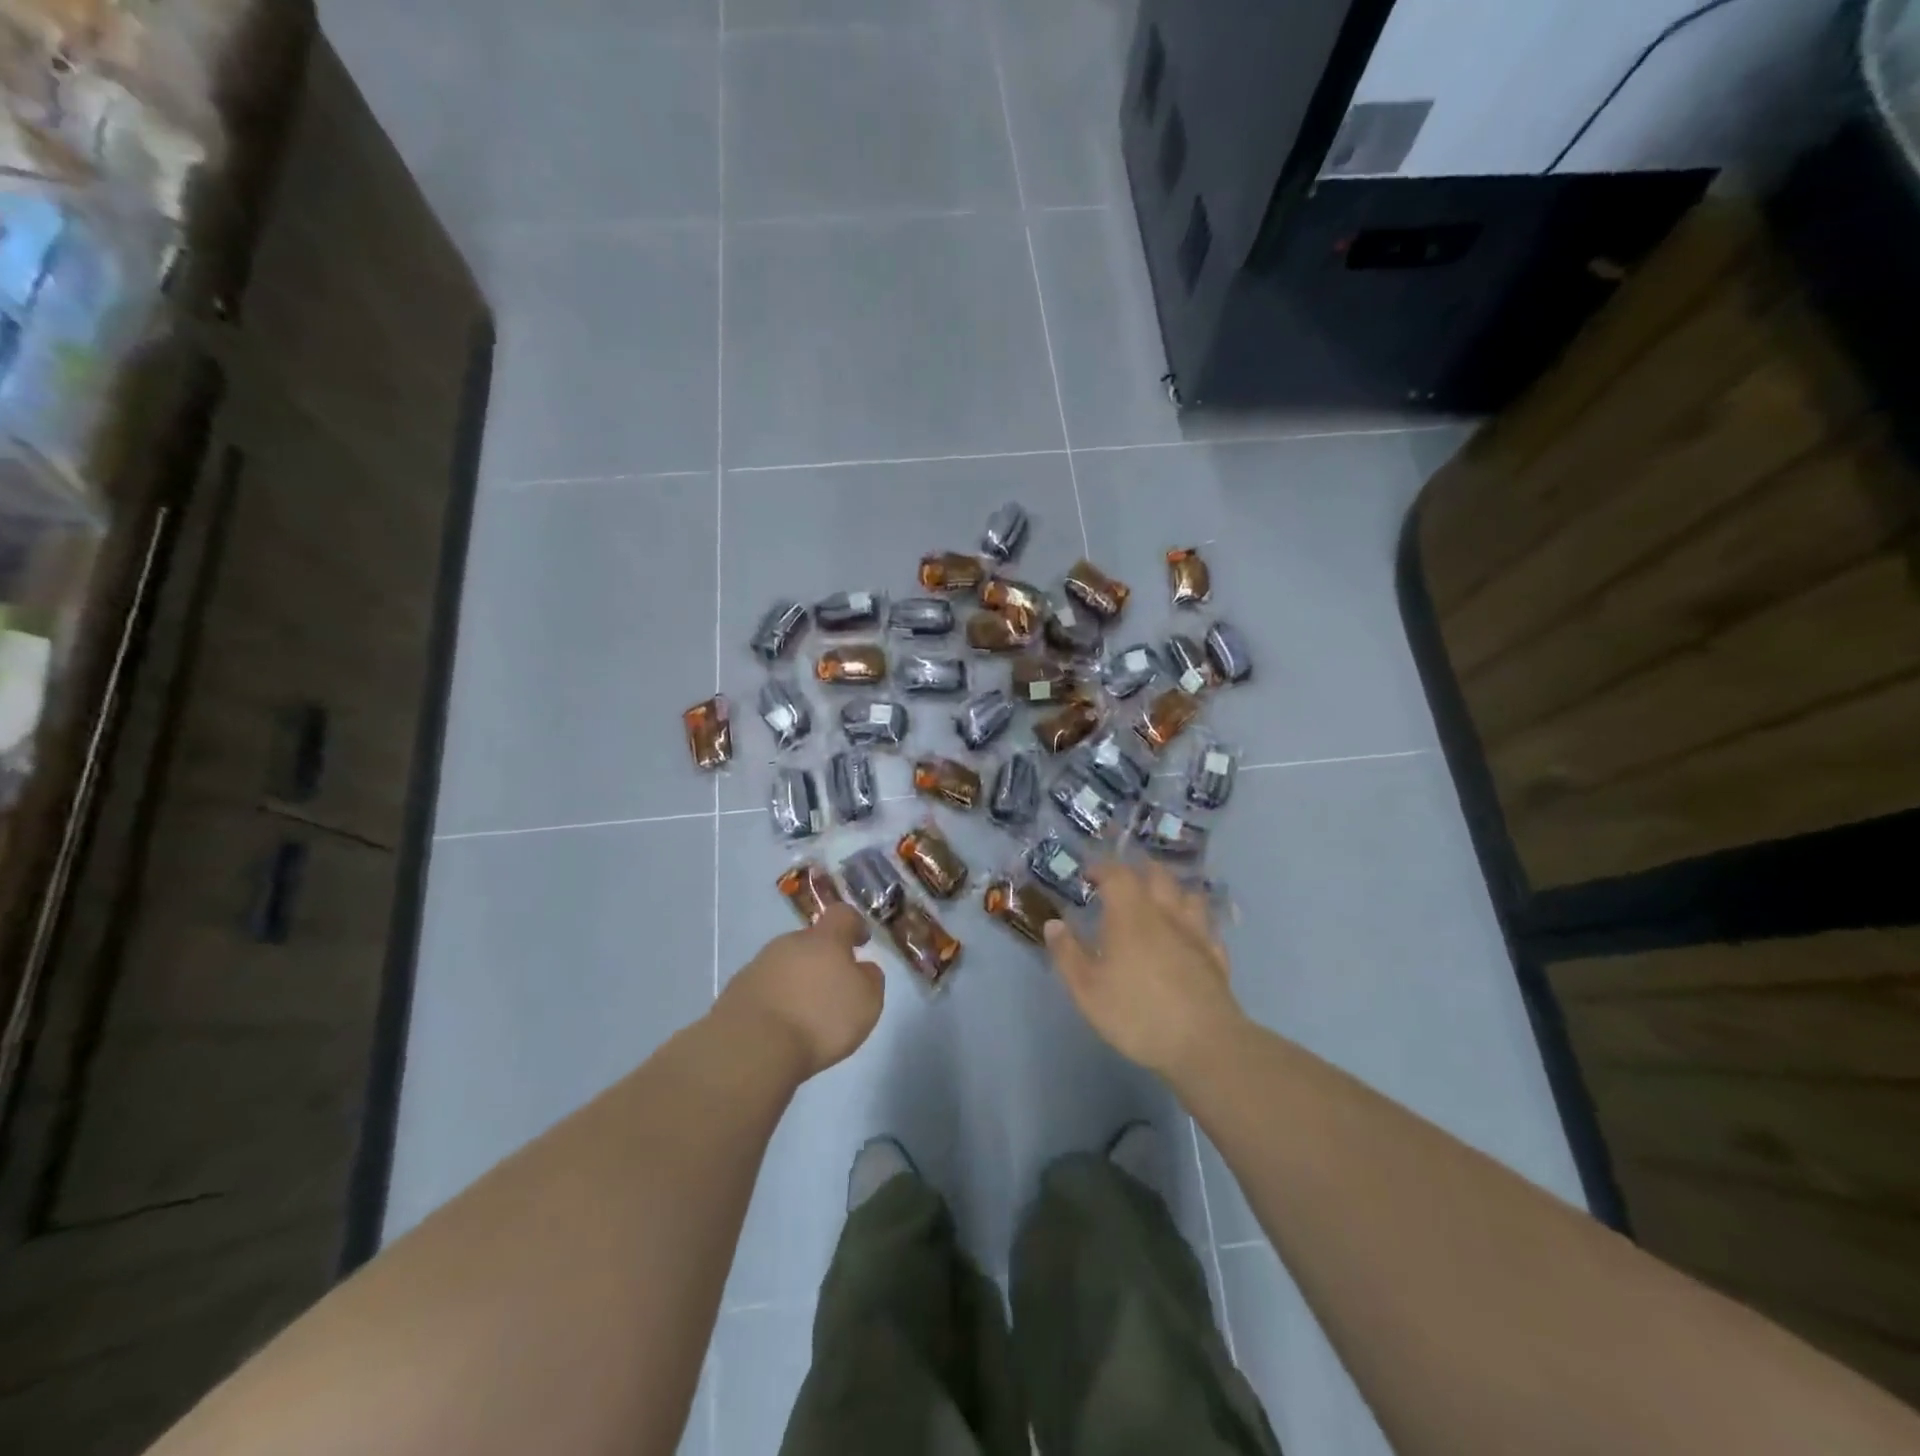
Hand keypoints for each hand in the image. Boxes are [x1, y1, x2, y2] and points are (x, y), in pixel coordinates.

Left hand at [716, 906, 883, 1079]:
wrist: (752, 1047)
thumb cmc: (820, 1019)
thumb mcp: (866, 1003)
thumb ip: (870, 980)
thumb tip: (864, 968)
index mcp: (824, 939)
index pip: (842, 914)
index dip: (854, 924)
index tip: (861, 941)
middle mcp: (789, 943)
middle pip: (810, 941)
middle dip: (823, 959)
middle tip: (833, 988)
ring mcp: (759, 965)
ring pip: (786, 964)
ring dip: (797, 980)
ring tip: (806, 1014)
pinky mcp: (736, 991)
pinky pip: (766, 988)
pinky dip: (776, 1000)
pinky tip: (781, 1026)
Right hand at [1045, 861, 1245, 1082]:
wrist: (1204, 1043)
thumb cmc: (1137, 1013)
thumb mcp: (1087, 990)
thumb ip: (1067, 954)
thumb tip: (1053, 924)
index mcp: (1130, 914)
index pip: (1117, 873)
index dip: (1101, 868)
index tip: (1088, 875)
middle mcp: (1166, 913)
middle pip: (1157, 875)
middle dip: (1138, 870)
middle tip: (1122, 882)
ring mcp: (1196, 933)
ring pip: (1188, 894)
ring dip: (1171, 890)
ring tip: (1158, 901)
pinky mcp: (1216, 956)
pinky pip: (1206, 926)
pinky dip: (1194, 922)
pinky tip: (1187, 936)